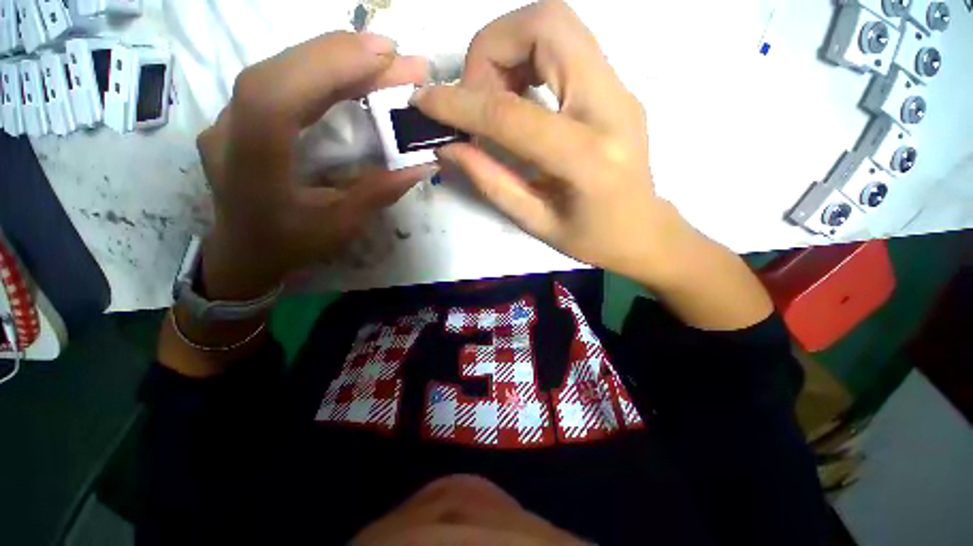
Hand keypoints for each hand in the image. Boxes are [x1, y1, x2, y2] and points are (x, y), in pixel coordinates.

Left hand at [197, 32, 433, 299]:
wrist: (244, 252)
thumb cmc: (292, 245)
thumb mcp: (342, 225)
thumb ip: (380, 192)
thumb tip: (423, 164)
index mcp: (252, 166)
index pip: (277, 97)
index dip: (327, 66)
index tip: (384, 56)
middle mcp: (230, 131)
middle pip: (280, 72)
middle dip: (340, 54)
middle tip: (396, 54)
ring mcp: (230, 118)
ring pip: (279, 69)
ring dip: (333, 57)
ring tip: (381, 58)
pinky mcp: (242, 114)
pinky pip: (282, 80)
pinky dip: (319, 70)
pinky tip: (350, 70)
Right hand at [411, 0, 689, 285]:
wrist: (645, 231)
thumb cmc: (592, 239)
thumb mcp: (536, 222)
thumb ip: (490, 182)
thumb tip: (448, 147)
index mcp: (587, 159)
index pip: (512, 114)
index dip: (461, 103)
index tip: (426, 103)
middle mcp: (610, 107)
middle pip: (547, 24)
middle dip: (492, 48)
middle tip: (474, 97)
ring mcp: (620, 89)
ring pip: (557, 24)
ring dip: (509, 49)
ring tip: (493, 99)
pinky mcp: (616, 86)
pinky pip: (566, 45)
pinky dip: (528, 56)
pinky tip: (518, 96)